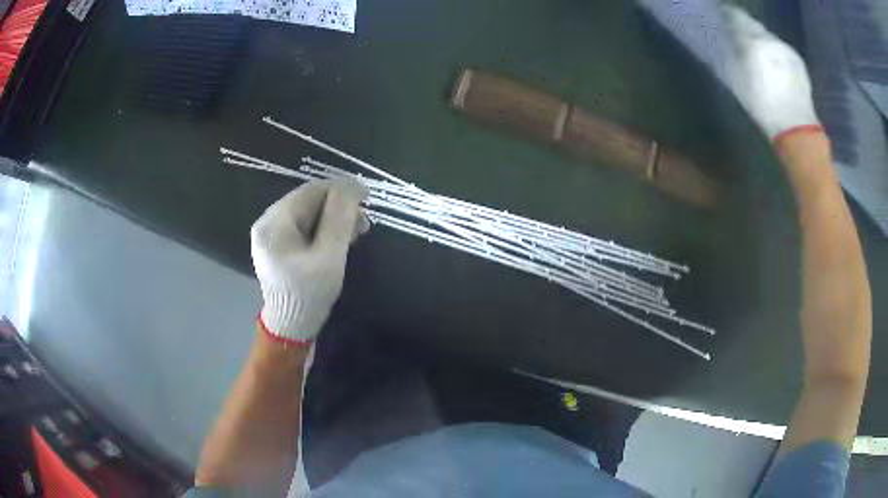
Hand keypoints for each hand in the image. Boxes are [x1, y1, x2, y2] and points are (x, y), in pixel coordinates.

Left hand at [251, 179, 367, 343]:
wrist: (291, 326)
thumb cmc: (310, 293)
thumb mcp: (329, 255)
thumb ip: (339, 218)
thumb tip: (352, 184)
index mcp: (275, 223)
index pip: (311, 191)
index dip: (341, 190)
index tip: (367, 199)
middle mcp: (267, 222)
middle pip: (309, 201)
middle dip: (339, 208)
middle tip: (364, 223)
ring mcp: (271, 234)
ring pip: (308, 213)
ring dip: (334, 219)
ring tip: (356, 234)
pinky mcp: (277, 245)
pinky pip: (303, 227)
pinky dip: (323, 230)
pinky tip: (339, 240)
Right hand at [722, 6, 819, 139]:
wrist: (797, 128)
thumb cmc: (763, 105)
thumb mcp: (738, 80)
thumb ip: (732, 54)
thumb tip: (727, 40)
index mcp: (753, 39)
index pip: (736, 17)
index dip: (729, 17)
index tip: (724, 20)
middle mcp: (770, 38)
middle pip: (755, 26)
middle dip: (748, 30)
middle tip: (743, 40)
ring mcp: (786, 48)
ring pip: (769, 38)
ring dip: (763, 42)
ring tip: (761, 56)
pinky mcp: (798, 61)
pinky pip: (782, 50)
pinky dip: (777, 54)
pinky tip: (776, 67)